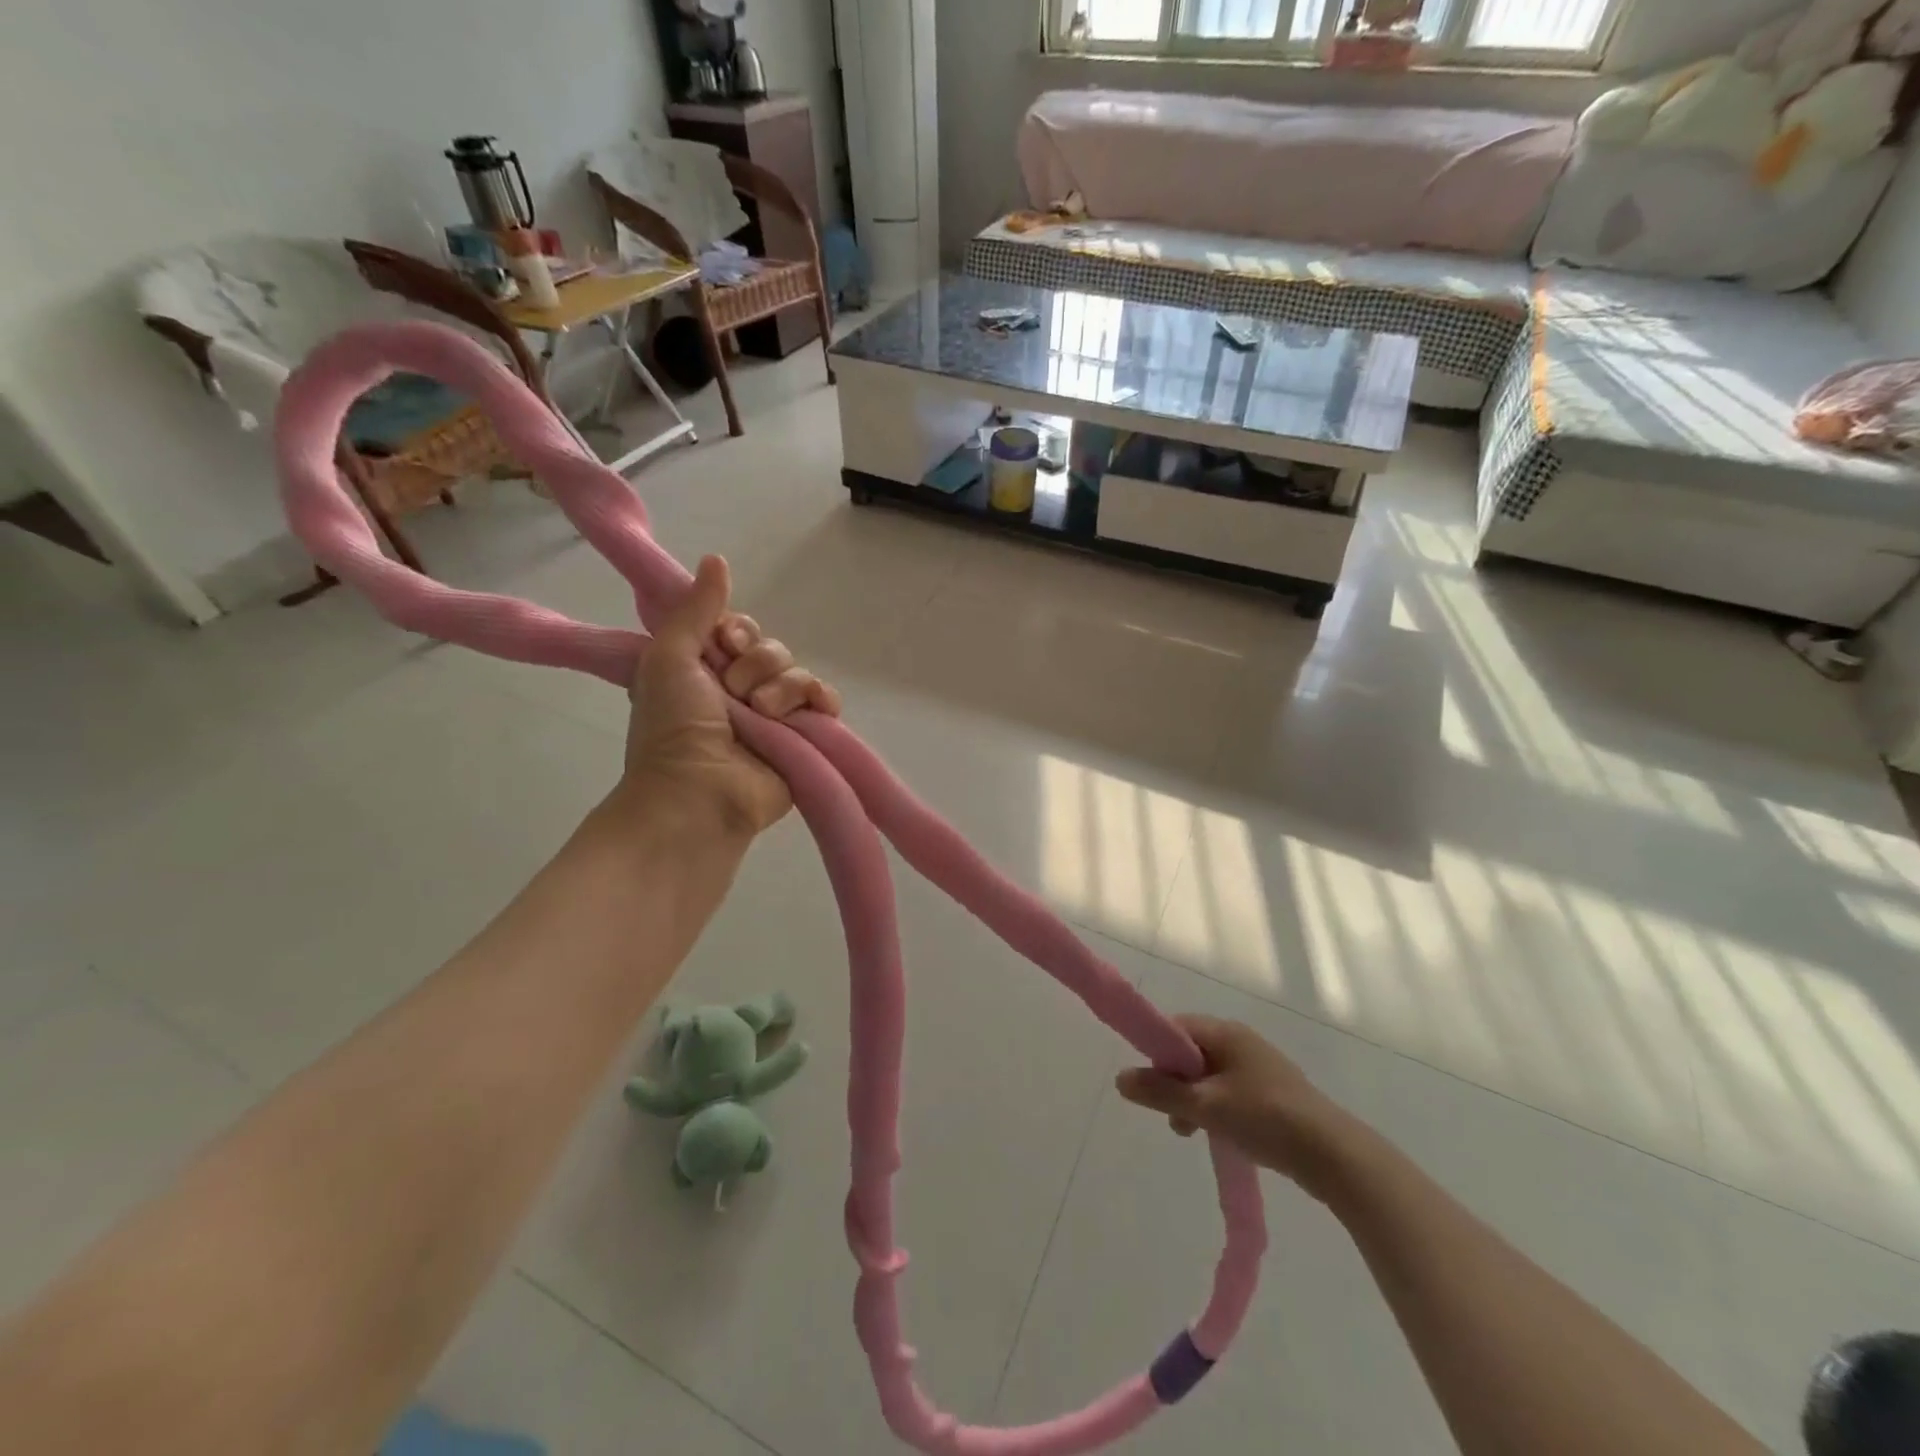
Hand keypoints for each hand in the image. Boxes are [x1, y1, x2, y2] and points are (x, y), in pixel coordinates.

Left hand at [623, 555, 840, 836]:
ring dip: (781, 688)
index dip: (737, 631)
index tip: (726, 641)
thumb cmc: (673, 726)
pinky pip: (824, 703)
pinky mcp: (803, 740)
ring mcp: (775, 717)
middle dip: (758, 663)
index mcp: (708, 672)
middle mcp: (742, 691)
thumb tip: (717, 558)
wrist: (699, 792)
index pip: (740, 631)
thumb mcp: (668, 657)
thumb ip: (695, 608)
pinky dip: (822, 700)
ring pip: (798, 674)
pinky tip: (814, 708)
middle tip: (736, 691)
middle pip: (773, 650)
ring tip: (762, 714)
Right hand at [1117, 1015, 1354, 1200]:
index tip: (1150, 1084)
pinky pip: (1230, 1093)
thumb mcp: (1204, 1107)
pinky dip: (1217, 1110)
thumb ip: (1160, 1092)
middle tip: (1172, 1116)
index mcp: (1226, 1033)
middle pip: (1191, 1053)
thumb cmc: (1264, 1119)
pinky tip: (1220, 1136)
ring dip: (1194, 1101)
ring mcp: (1260, 1068)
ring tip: (1193, 1133)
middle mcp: (1242, 1042)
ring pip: (1210, 1076)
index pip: (1176, 1027)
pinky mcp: (1273, 1094)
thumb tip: (1120, 1078)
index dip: (1157, 1052)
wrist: (1333, 1156)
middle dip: (1174, 1082)